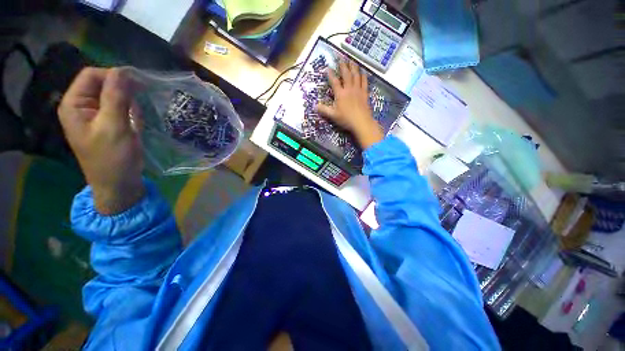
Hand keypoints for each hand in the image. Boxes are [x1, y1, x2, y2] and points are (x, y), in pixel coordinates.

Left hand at [58, 67, 143, 214]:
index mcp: (74, 104)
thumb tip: (124, 70)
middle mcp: (82, 106)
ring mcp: (95, 116)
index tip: (139, 84)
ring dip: (129, 107)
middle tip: (137, 108)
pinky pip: (121, 110)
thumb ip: (116, 97)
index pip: (92, 75)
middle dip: (124, 94)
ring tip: (134, 124)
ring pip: (116, 97)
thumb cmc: (113, 158)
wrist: (119, 184)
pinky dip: (131, 115)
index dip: (114, 75)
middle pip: (104, 85)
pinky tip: (135, 128)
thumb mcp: (114, 126)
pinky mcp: (108, 124)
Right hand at [315, 60, 383, 148]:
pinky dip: (363, 76)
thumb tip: (314, 106)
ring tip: (352, 60)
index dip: (330, 74)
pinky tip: (363, 72)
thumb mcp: (333, 115)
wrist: (361, 122)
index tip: (328, 68)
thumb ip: (324, 110)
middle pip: (346, 74)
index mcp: (340, 94)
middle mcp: (349, 89)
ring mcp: (358, 90)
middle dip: (343, 66)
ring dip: (353, 67)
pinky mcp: (364, 93)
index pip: (334, 81)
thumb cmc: (346, 119)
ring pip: (356, 75)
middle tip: (341, 58)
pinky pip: (364, 82)